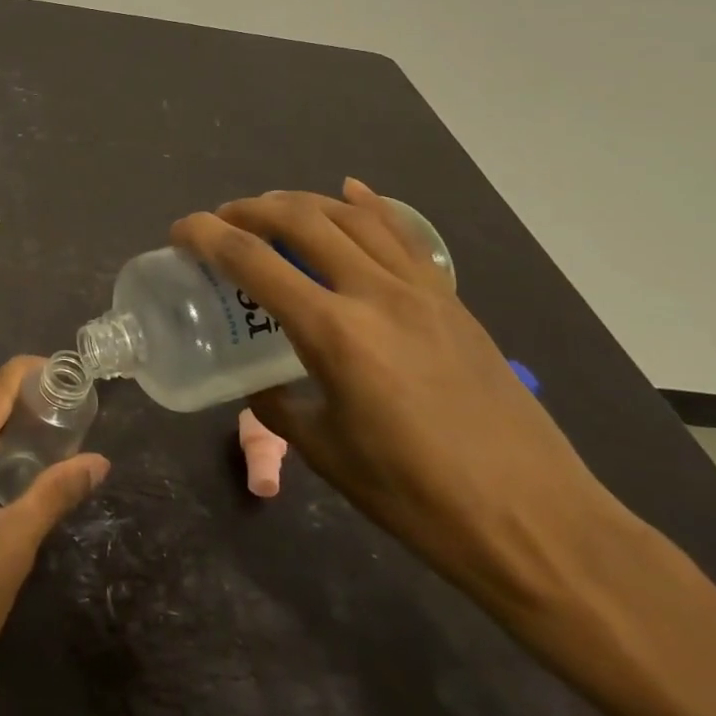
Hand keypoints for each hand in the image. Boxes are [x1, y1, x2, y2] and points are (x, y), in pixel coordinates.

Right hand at [172, 179, 626, 611]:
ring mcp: (421, 292)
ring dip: (302, 202)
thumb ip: (279, 406)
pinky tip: (350, 192)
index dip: (206, 236)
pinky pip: (403, 236)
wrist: (536, 523)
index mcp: (334, 333)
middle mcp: (375, 294)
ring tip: (271, 209)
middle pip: (301, 219)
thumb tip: (259, 383)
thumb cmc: (416, 498)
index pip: (252, 261)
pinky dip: (369, 207)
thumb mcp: (325, 453)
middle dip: (250, 209)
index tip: (179, 230)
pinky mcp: (452, 302)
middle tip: (221, 220)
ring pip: (352, 217)